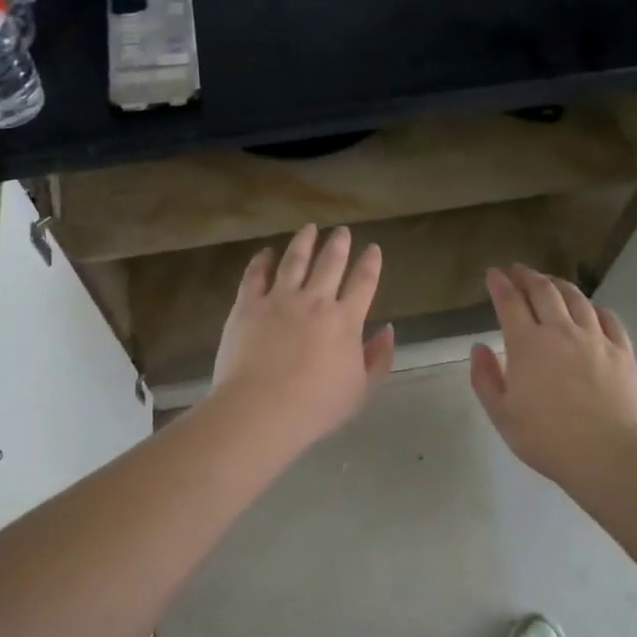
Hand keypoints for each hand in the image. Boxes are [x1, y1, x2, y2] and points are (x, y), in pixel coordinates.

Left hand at [211, 224, 395, 453]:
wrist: (261, 409)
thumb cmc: (316, 406)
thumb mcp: (361, 390)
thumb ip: (378, 358)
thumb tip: (389, 330)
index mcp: (346, 321)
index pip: (363, 282)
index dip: (370, 263)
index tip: (373, 248)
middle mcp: (315, 301)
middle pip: (330, 263)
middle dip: (339, 244)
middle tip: (342, 230)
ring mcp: (279, 299)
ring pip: (294, 260)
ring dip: (304, 242)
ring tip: (309, 228)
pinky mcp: (248, 305)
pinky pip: (255, 275)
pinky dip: (262, 260)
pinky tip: (266, 252)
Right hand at [470, 264, 636, 489]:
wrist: (611, 455)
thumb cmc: (548, 439)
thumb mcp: (503, 415)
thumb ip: (486, 378)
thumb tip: (479, 347)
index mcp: (527, 344)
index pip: (509, 302)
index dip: (499, 284)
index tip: (493, 273)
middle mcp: (561, 331)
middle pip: (543, 291)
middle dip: (526, 276)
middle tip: (517, 270)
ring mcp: (596, 338)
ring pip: (576, 298)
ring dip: (558, 284)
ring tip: (550, 281)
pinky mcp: (623, 351)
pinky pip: (608, 317)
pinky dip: (593, 306)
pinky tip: (590, 307)